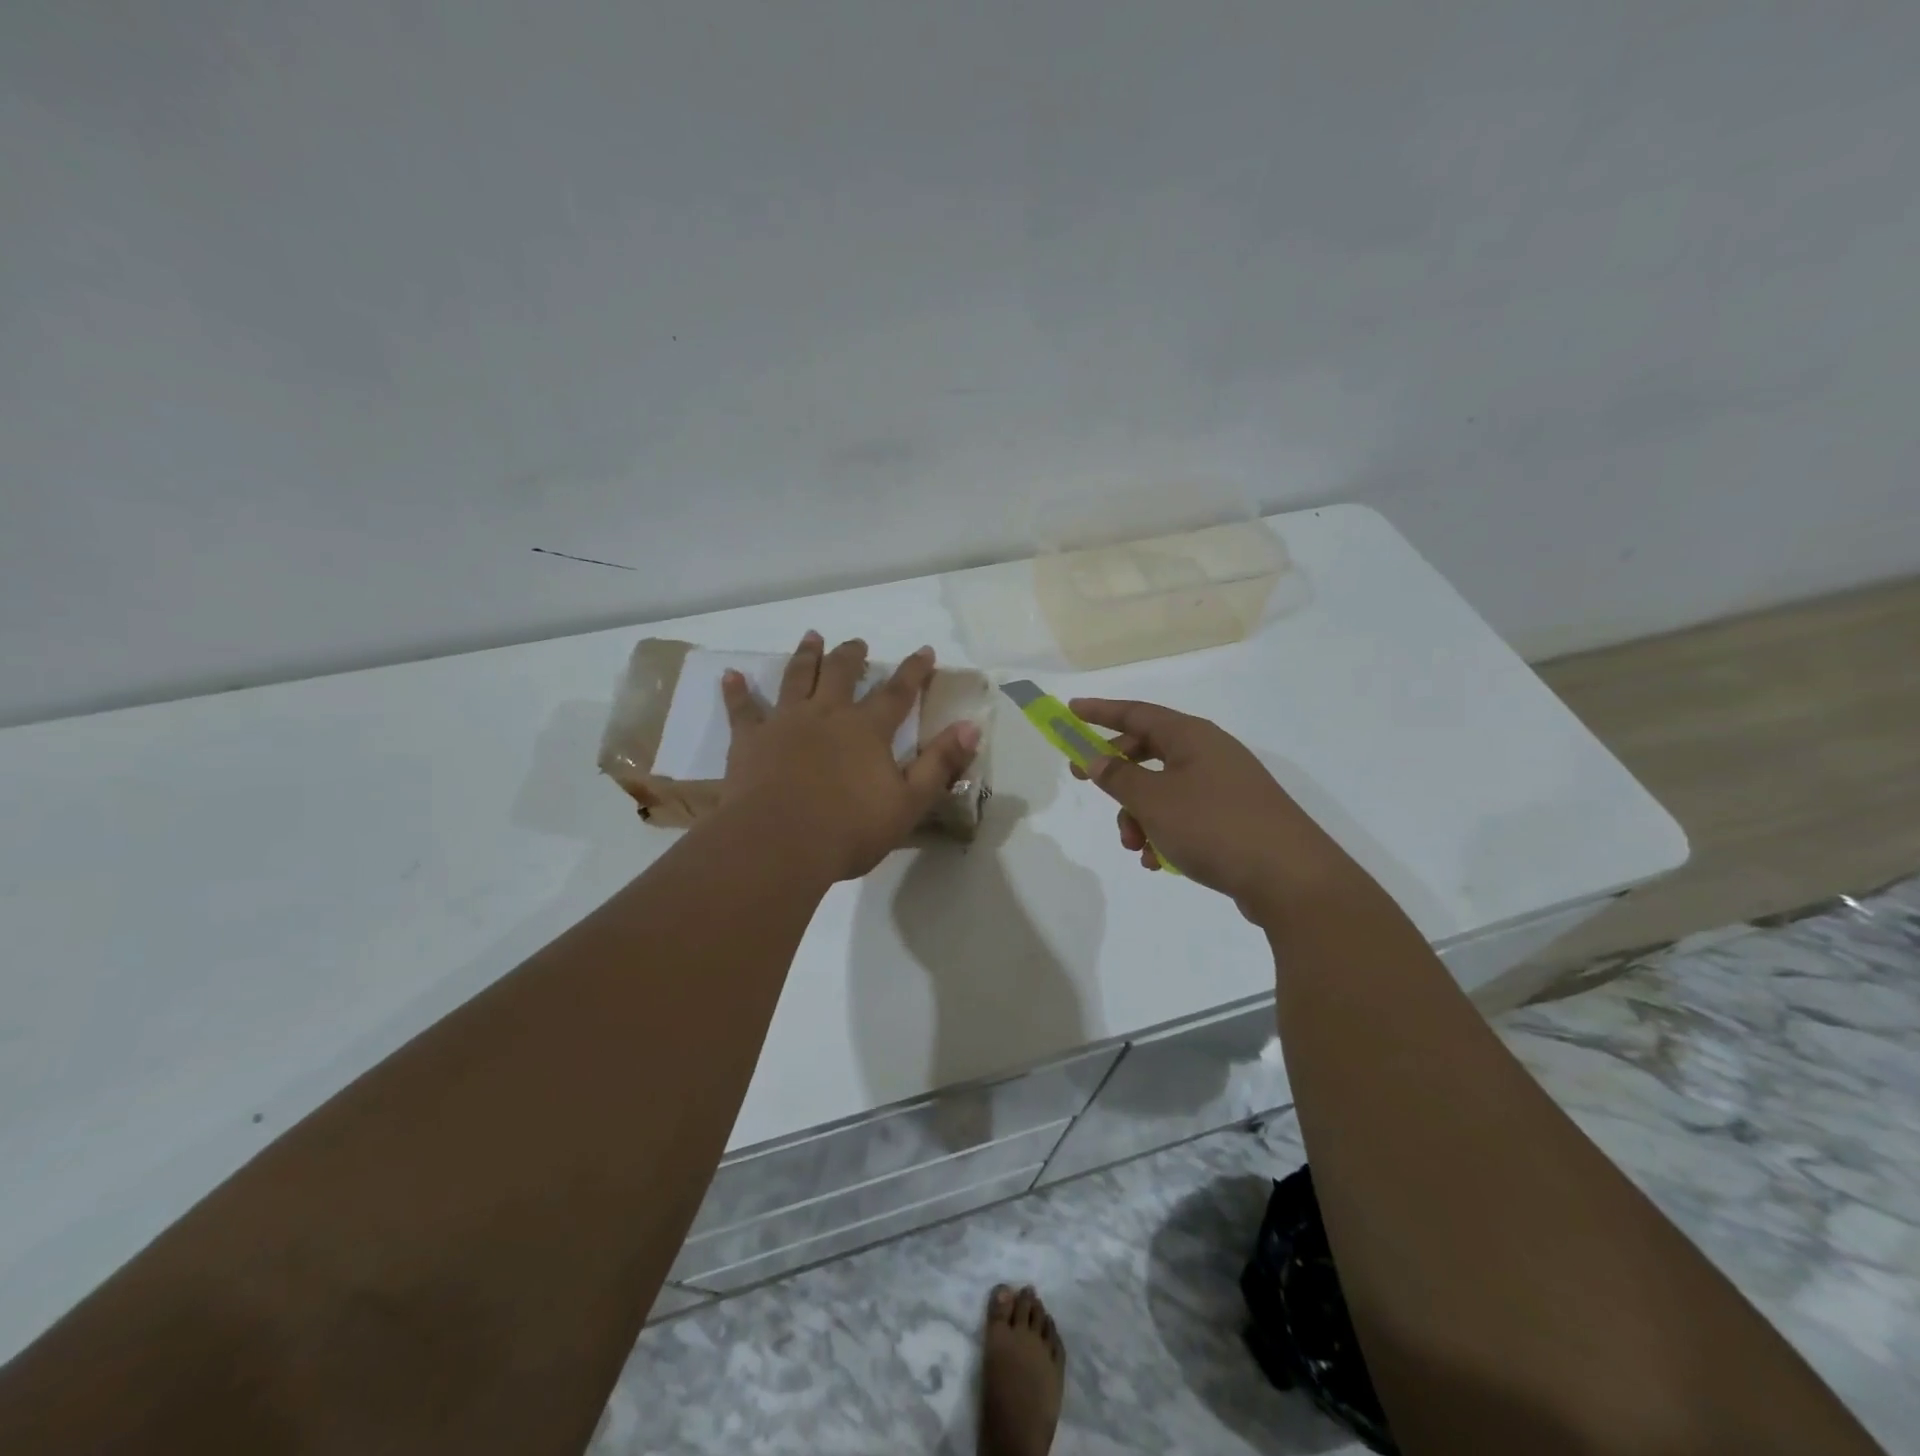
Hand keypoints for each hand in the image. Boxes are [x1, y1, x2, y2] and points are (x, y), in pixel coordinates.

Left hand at [719, 632, 980, 880]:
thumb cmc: (849, 829)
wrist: (779, 844)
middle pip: (842, 674)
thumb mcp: (908, 803)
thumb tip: (971, 727)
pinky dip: (737, 692)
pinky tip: (731, 676)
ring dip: (806, 656)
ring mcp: (785, 723)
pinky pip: (742, 710)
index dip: (913, 671)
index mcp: (867, 730)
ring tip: (811, 637)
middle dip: (852, 655)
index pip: (897, 692)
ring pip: (797, 678)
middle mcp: (827, 715)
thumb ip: (940, 764)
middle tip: (857, 642)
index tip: (924, 650)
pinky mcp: (750, 740)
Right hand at [1068, 698, 1365, 922]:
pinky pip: (1186, 816)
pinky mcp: (1235, 819)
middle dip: (1117, 775)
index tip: (1070, 711)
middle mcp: (1210, 753)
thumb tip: (1097, 759)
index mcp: (1192, 736)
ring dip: (1139, 815)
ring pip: (1164, 790)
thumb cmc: (1213, 826)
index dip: (1100, 711)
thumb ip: (1118, 777)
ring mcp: (1226, 787)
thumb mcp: (1153, 800)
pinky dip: (1165, 833)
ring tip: (1136, 847)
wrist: (1290, 879)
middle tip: (1085, 783)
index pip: (1136, 712)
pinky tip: (1159, 862)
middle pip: (1148, 751)